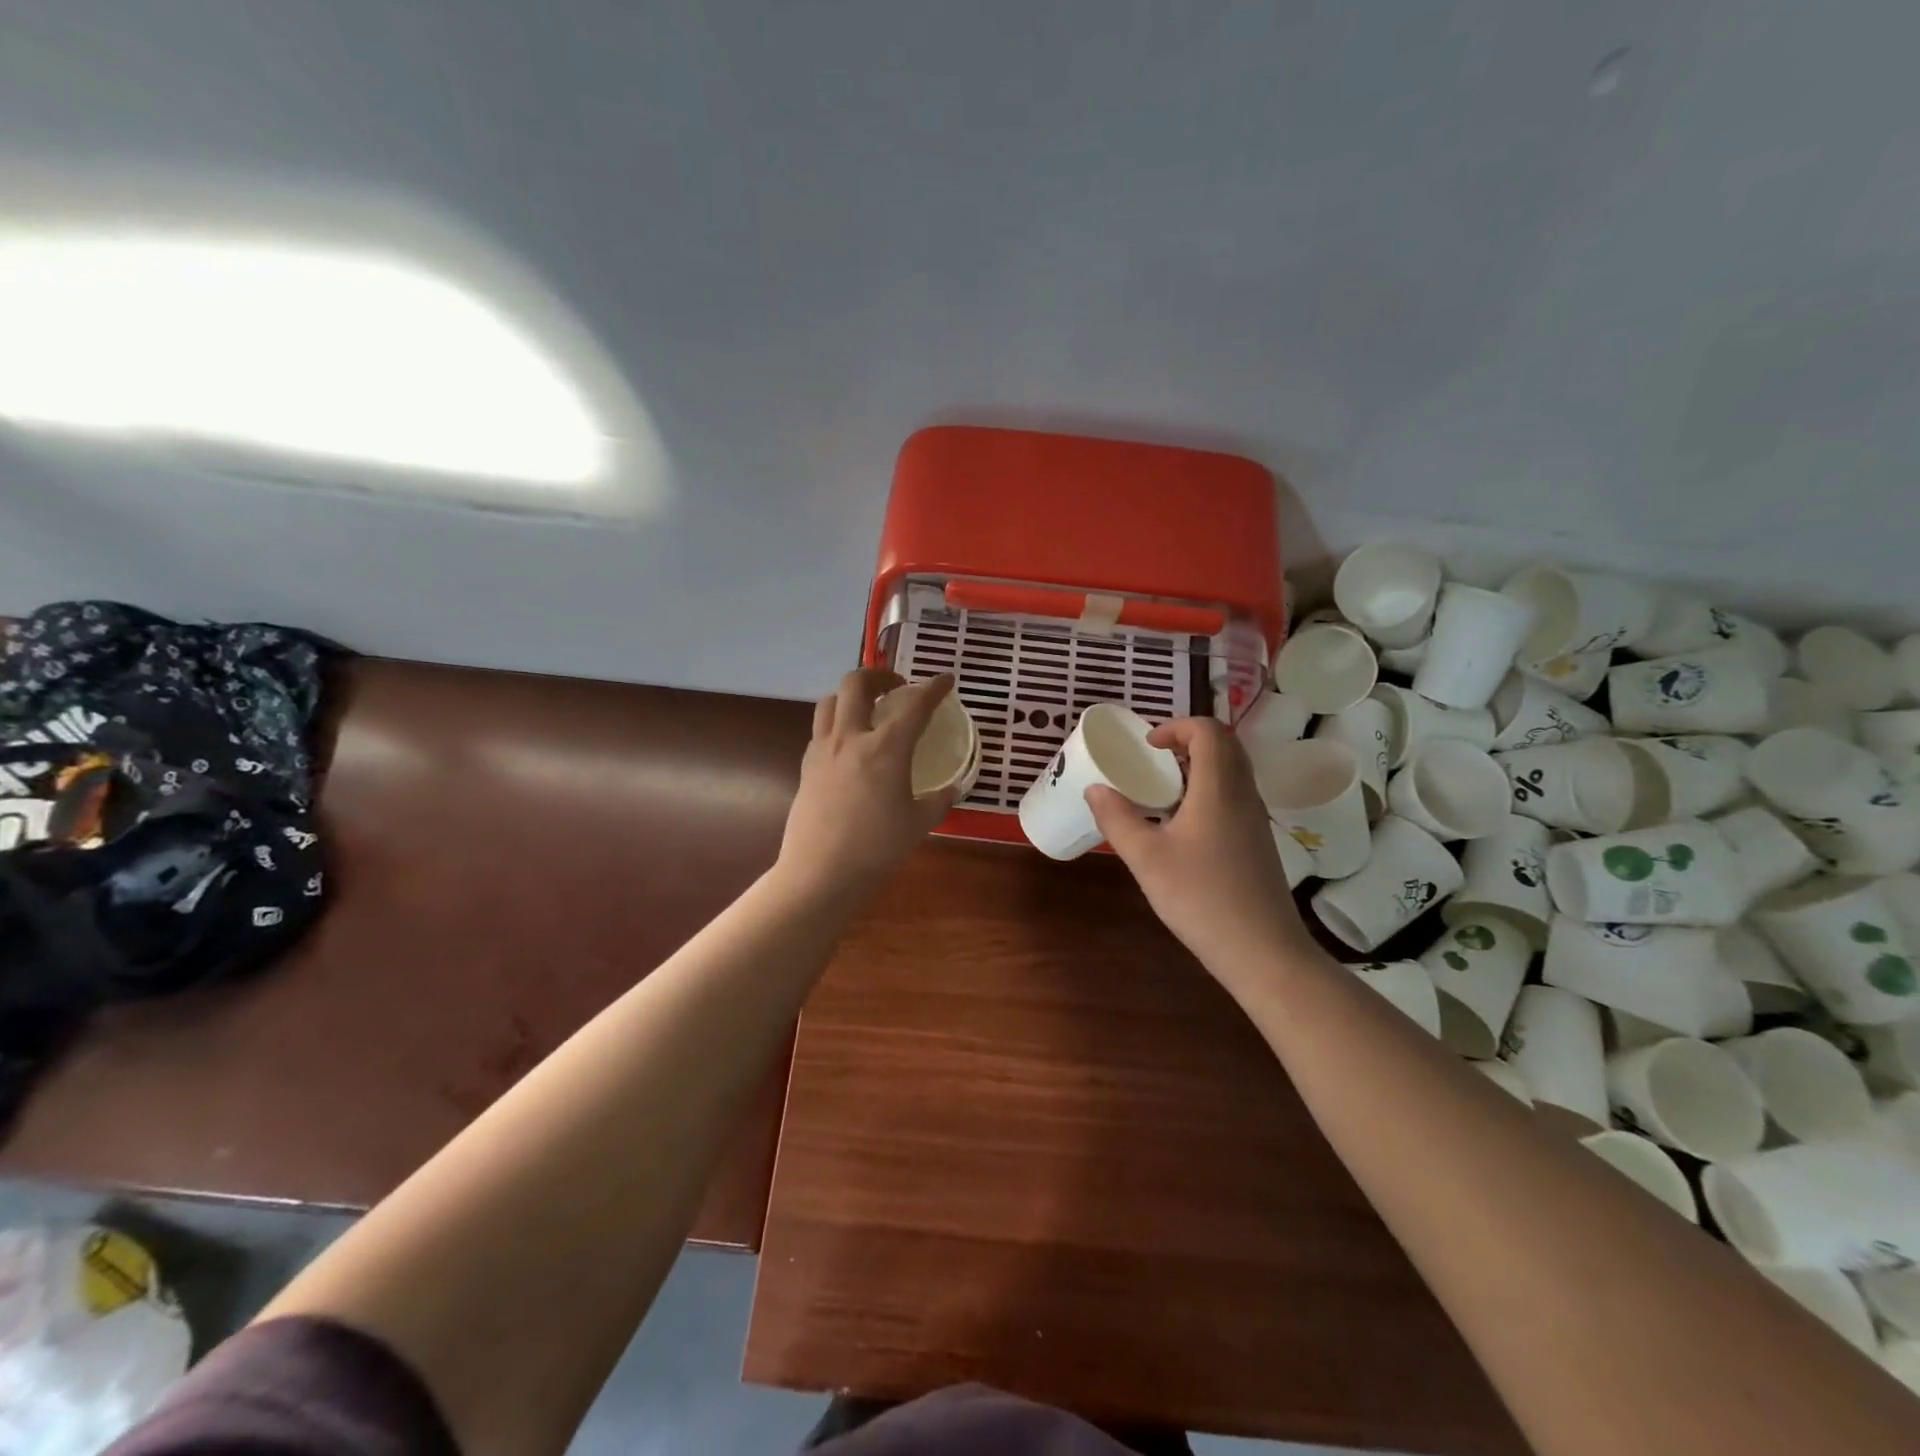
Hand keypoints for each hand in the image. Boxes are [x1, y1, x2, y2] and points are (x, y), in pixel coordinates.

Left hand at [776, 668, 957, 901]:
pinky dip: (837, 723)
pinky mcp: (806, 766)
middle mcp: (851, 737)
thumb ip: (938, 801)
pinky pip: (821, 728)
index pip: (915, 704)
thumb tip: (950, 789)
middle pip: (857, 683)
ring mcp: (823, 749)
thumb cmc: (877, 848)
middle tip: (897, 687)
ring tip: (868, 708)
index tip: (946, 679)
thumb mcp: (919, 824)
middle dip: (879, 674)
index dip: (934, 687)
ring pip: (831, 700)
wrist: (821, 872)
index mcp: (886, 748)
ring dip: (852, 694)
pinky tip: (849, 744)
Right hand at [1086, 717, 1308, 975]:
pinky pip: (1235, 795)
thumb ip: (1117, 819)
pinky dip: (1209, 790)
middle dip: (1188, 741)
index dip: (1177, 726)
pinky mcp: (1258, 841)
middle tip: (1154, 759)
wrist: (1263, 951)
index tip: (1147, 746)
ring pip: (1233, 771)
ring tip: (1163, 789)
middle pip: (1225, 745)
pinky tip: (1183, 824)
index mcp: (1218, 788)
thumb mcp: (1146, 859)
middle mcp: (1243, 795)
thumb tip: (1095, 788)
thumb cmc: (1201, 899)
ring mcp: (1256, 819)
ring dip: (1199, 765)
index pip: (1209, 731)